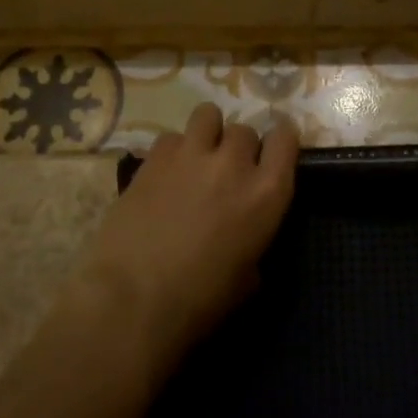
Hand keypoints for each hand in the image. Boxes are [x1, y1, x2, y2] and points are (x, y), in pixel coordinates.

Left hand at [83, 103, 299, 356]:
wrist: (132, 300)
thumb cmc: (199, 302)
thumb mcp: (247, 278)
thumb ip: (254, 241)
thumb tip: (245, 236)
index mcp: (267, 193)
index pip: (285, 138)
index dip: (279, 142)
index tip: (271, 154)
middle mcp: (234, 162)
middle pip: (245, 130)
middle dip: (239, 148)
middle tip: (226, 172)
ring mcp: (191, 154)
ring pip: (208, 115)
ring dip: (207, 133)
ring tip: (196, 157)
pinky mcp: (154, 157)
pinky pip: (171, 137)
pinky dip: (172, 151)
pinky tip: (163, 174)